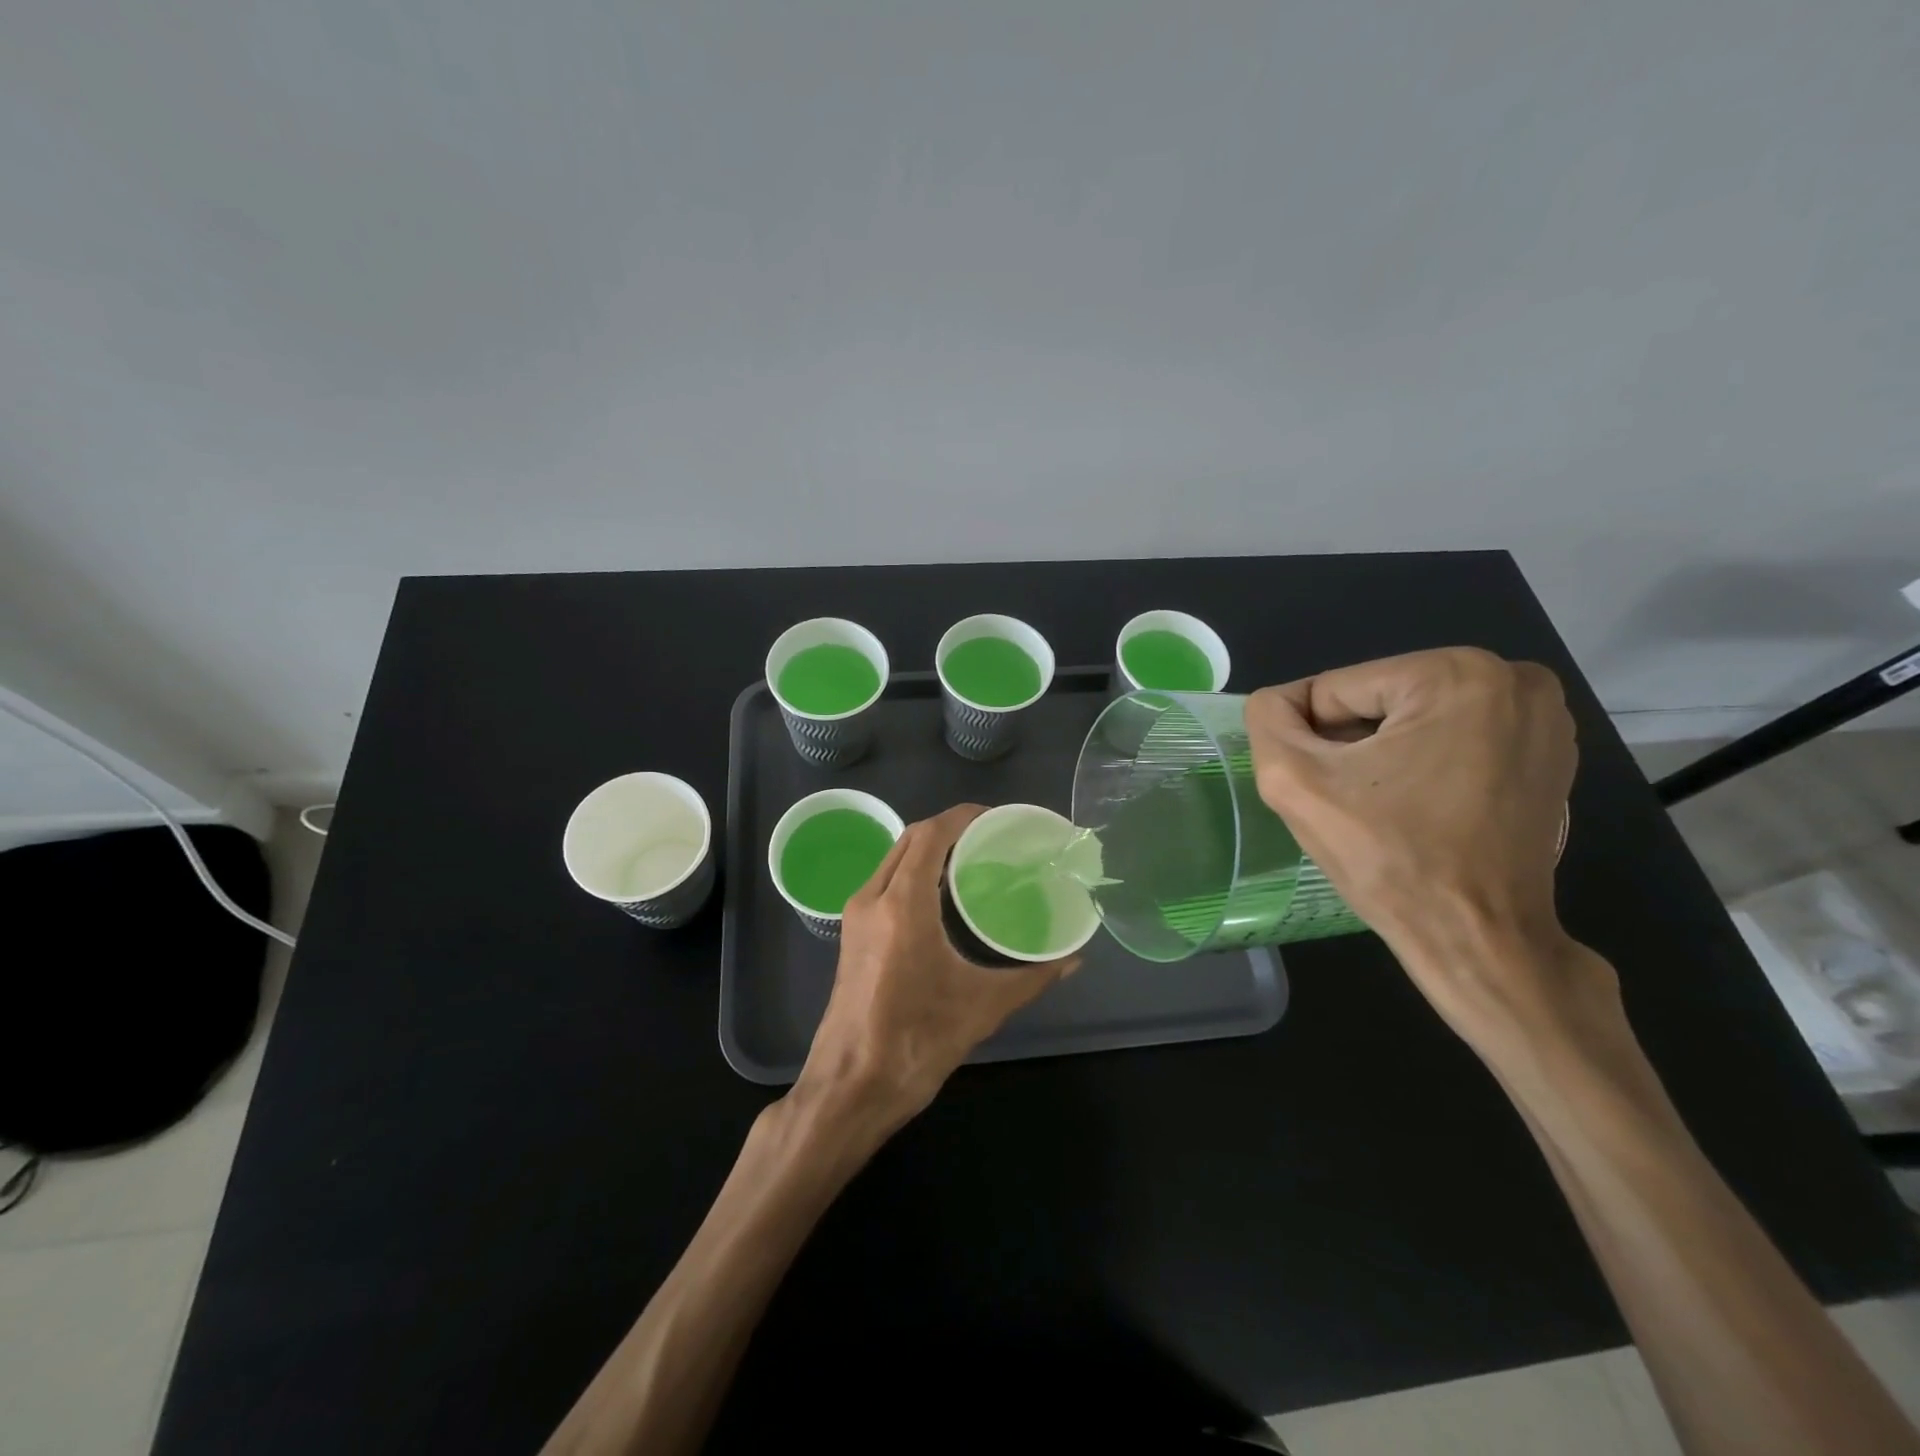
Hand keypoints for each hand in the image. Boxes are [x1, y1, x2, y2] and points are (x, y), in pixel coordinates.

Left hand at [791, 804, 1077, 1133]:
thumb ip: (1031, 977)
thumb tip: (1073, 959)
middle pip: (909, 839)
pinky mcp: (851, 933)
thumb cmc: (916, 1042)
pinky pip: (884, 880)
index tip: (997, 819)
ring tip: (970, 859)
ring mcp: (856, 915)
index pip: (930, 835)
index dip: (963, 817)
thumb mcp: (982, 1007)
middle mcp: (873, 898)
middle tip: (990, 838)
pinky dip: (912, 870)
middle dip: (948, 829)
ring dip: (927, 848)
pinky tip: (941, 893)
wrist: (850, 1086)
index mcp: (902, 905)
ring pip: (893, 858)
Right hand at [1246, 648, 1609, 1053]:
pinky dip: (1423, 767)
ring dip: (1382, 756)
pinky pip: (1452, 740)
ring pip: (1412, 719)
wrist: (1478, 941)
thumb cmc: (1389, 859)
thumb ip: (1267, 721)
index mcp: (1455, 673)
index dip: (1310, 740)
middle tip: (1351, 803)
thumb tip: (1277, 704)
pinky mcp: (1550, 756)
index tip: (1323, 790)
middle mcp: (1512, 679)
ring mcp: (1543, 718)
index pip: (1335, 689)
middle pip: (1377, 700)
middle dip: (1349, 746)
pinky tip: (1420, 810)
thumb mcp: (1294, 782)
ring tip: (1384, 809)